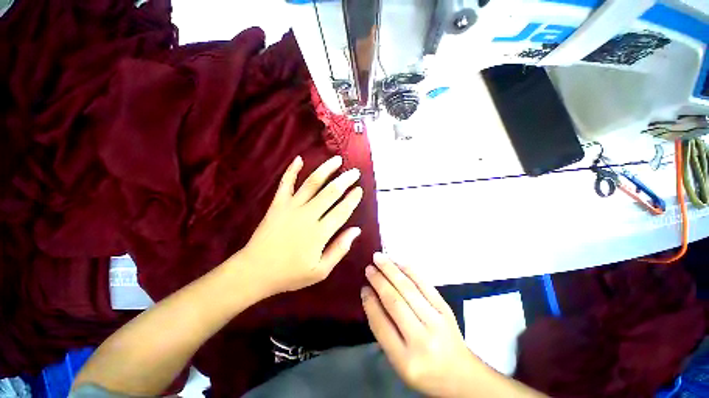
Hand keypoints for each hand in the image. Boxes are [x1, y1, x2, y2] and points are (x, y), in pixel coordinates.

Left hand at [240, 155, 362, 295]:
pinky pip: (286, 183)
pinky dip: (292, 170)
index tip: (359, 189)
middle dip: (345, 180)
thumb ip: (340, 249)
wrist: (255, 271)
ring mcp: (291, 207)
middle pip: (331, 192)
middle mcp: (308, 215)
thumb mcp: (320, 270)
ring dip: (326, 170)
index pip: (342, 211)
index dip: (352, 199)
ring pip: (312, 183)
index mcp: (320, 233)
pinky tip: (299, 159)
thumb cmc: (290, 274)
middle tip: (355, 172)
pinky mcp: (277, 204)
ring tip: (336, 160)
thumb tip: (356, 230)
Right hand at [361, 253, 484, 397]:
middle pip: (395, 302)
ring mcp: (437, 321)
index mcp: (406, 360)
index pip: (381, 324)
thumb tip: (372, 297)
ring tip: (379, 258)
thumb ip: (384, 332)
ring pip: (409, 289)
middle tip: (369, 267)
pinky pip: (425, 285)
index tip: (363, 287)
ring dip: (392, 270)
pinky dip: (411, 271)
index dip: (370, 303)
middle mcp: (422, 339)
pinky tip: (400, 262)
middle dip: (379, 281)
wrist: (462, 376)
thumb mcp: (399, 362)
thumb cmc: (425, 371)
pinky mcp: (446, 309)